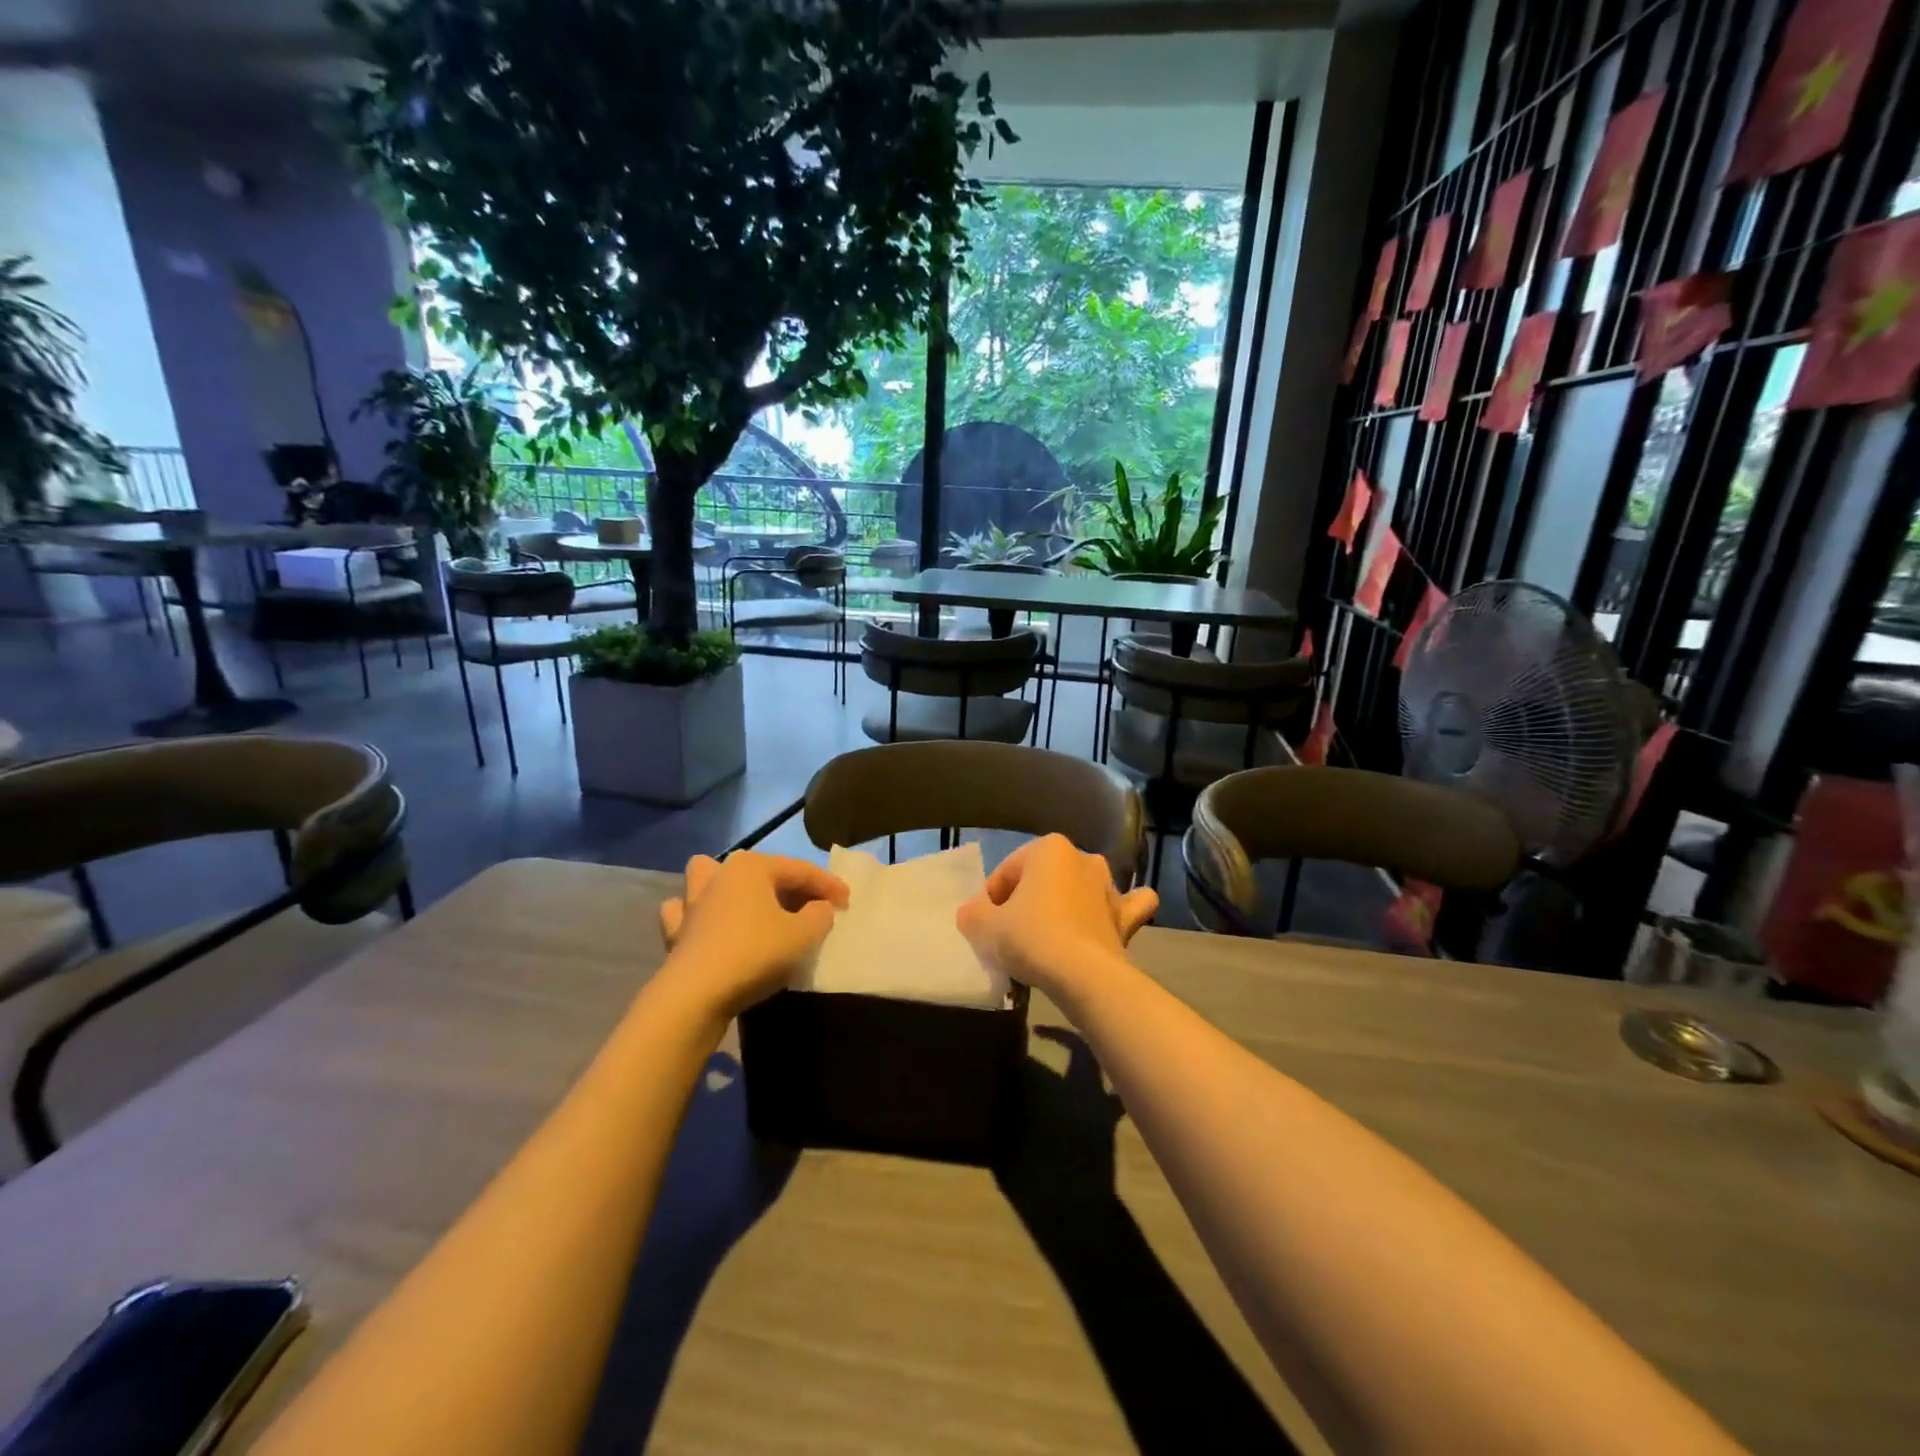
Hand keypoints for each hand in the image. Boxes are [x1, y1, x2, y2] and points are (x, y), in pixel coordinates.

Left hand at [657, 852, 849, 1019]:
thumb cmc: (755, 954)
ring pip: (710, 878)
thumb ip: (820, 915)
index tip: (849, 903)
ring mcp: (693, 902)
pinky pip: (686, 913)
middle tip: (812, 908)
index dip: (829, 885)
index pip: (801, 870)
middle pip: (762, 872)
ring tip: (750, 903)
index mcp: (752, 867)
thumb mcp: (804, 935)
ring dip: (728, 886)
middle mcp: (720, 874)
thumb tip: (818, 908)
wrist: (696, 995)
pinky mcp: (676, 931)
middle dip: (789, 886)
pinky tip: (710, 925)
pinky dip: (697, 915)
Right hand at [955, 835, 1157, 1004]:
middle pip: (1043, 879)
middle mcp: (1083, 858)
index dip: (991, 899)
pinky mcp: (1126, 916)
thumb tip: (973, 912)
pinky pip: (1126, 906)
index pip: (1007, 871)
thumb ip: (972, 913)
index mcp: (1049, 848)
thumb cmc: (1031, 938)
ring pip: (1083, 887)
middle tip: (1013, 934)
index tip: (986, 926)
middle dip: (1029, 899)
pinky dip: (1118, 910)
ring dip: (1070, 902)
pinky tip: (1108, 920)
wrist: (1084, 976)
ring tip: (1052, 934)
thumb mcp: (984, 926)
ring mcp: (1109, 886)